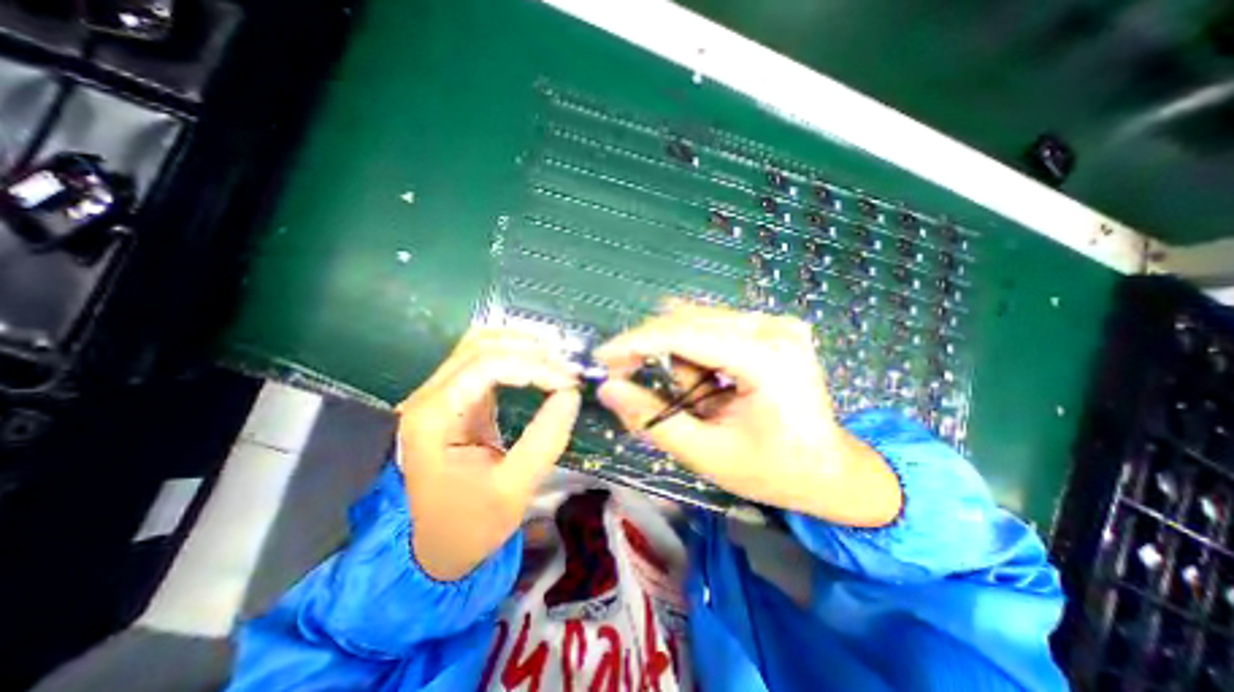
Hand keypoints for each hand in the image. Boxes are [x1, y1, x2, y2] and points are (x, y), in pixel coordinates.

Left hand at [400, 331, 584, 579]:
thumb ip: (545, 439)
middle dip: (530, 349)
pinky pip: (485, 362)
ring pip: (481, 346)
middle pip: (480, 345)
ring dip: (522, 347)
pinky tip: (540, 366)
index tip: (569, 382)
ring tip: (558, 361)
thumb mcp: (514, 489)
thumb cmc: (470, 525)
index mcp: (434, 418)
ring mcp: (440, 395)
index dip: (533, 367)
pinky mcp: (457, 400)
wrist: (436, 547)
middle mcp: (430, 397)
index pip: (486, 366)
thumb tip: (571, 394)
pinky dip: (516, 357)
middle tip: (568, 367)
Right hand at [592, 301, 904, 522]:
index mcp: (765, 359)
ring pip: (698, 321)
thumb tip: (607, 389)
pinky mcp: (773, 326)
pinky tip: (706, 379)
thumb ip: (653, 419)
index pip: (683, 335)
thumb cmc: (773, 471)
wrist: (831, 470)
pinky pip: (714, 326)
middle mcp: (773, 327)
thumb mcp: (706, 454)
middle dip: (650, 348)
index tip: (603, 358)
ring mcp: (776, 322)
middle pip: (688, 321)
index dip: (635, 343)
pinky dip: (696, 351)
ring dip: (678, 355)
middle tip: (627, 377)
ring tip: (692, 395)